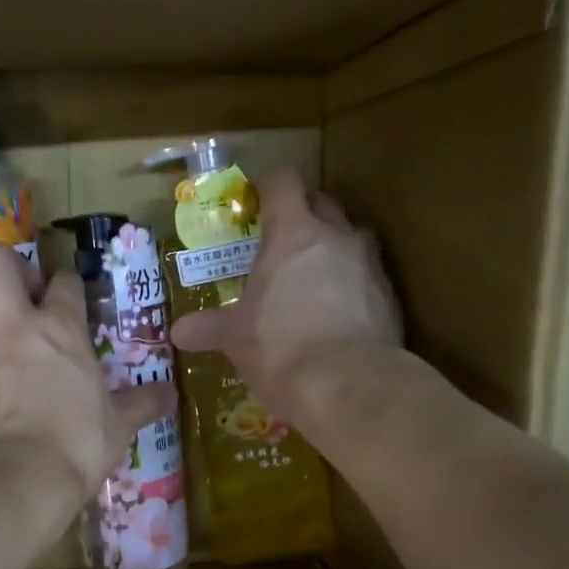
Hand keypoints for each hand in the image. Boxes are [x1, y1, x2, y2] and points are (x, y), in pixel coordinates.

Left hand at [0, 246, 176, 495]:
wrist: (19, 475)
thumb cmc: (77, 443)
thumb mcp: (119, 424)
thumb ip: (144, 403)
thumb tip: (172, 395)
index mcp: (62, 328)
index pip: (65, 281)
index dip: (67, 286)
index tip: (69, 299)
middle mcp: (13, 323)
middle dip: (3, 267)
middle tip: (16, 293)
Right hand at [170, 167, 402, 422]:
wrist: (348, 385)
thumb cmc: (279, 347)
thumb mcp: (235, 337)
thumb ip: (209, 327)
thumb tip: (178, 332)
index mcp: (293, 233)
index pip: (283, 183)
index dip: (269, 187)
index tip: (256, 204)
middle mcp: (336, 237)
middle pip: (323, 202)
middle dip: (303, 214)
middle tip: (281, 242)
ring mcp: (370, 265)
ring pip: (353, 236)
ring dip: (334, 246)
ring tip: (313, 275)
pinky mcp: (390, 297)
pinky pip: (369, 276)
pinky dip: (353, 284)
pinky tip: (337, 313)